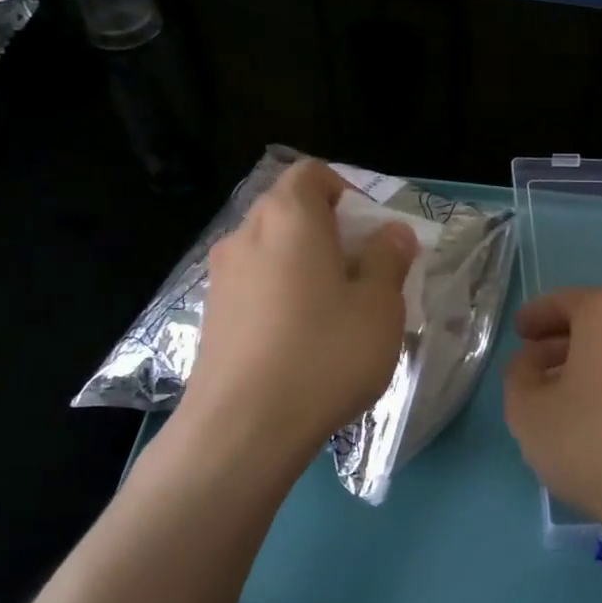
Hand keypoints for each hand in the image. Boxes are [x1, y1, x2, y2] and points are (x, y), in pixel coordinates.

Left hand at [181, 160, 417, 457]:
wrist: (243, 428)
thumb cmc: (324, 354)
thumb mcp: (379, 306)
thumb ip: (388, 259)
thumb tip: (391, 233)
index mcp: (289, 217)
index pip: (312, 173)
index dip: (347, 191)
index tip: (372, 233)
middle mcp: (246, 235)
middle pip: (290, 212)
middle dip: (330, 233)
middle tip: (364, 275)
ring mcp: (221, 277)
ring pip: (272, 252)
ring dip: (305, 267)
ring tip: (335, 313)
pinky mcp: (210, 317)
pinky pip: (255, 287)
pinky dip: (281, 296)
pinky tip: (301, 341)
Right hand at [504, 288, 601, 544]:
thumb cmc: (590, 440)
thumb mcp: (527, 408)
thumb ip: (518, 373)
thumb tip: (531, 361)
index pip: (562, 302)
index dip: (533, 317)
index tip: (517, 332)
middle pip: (593, 321)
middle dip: (559, 339)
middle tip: (530, 361)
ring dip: (584, 361)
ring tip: (555, 389)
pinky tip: (590, 410)